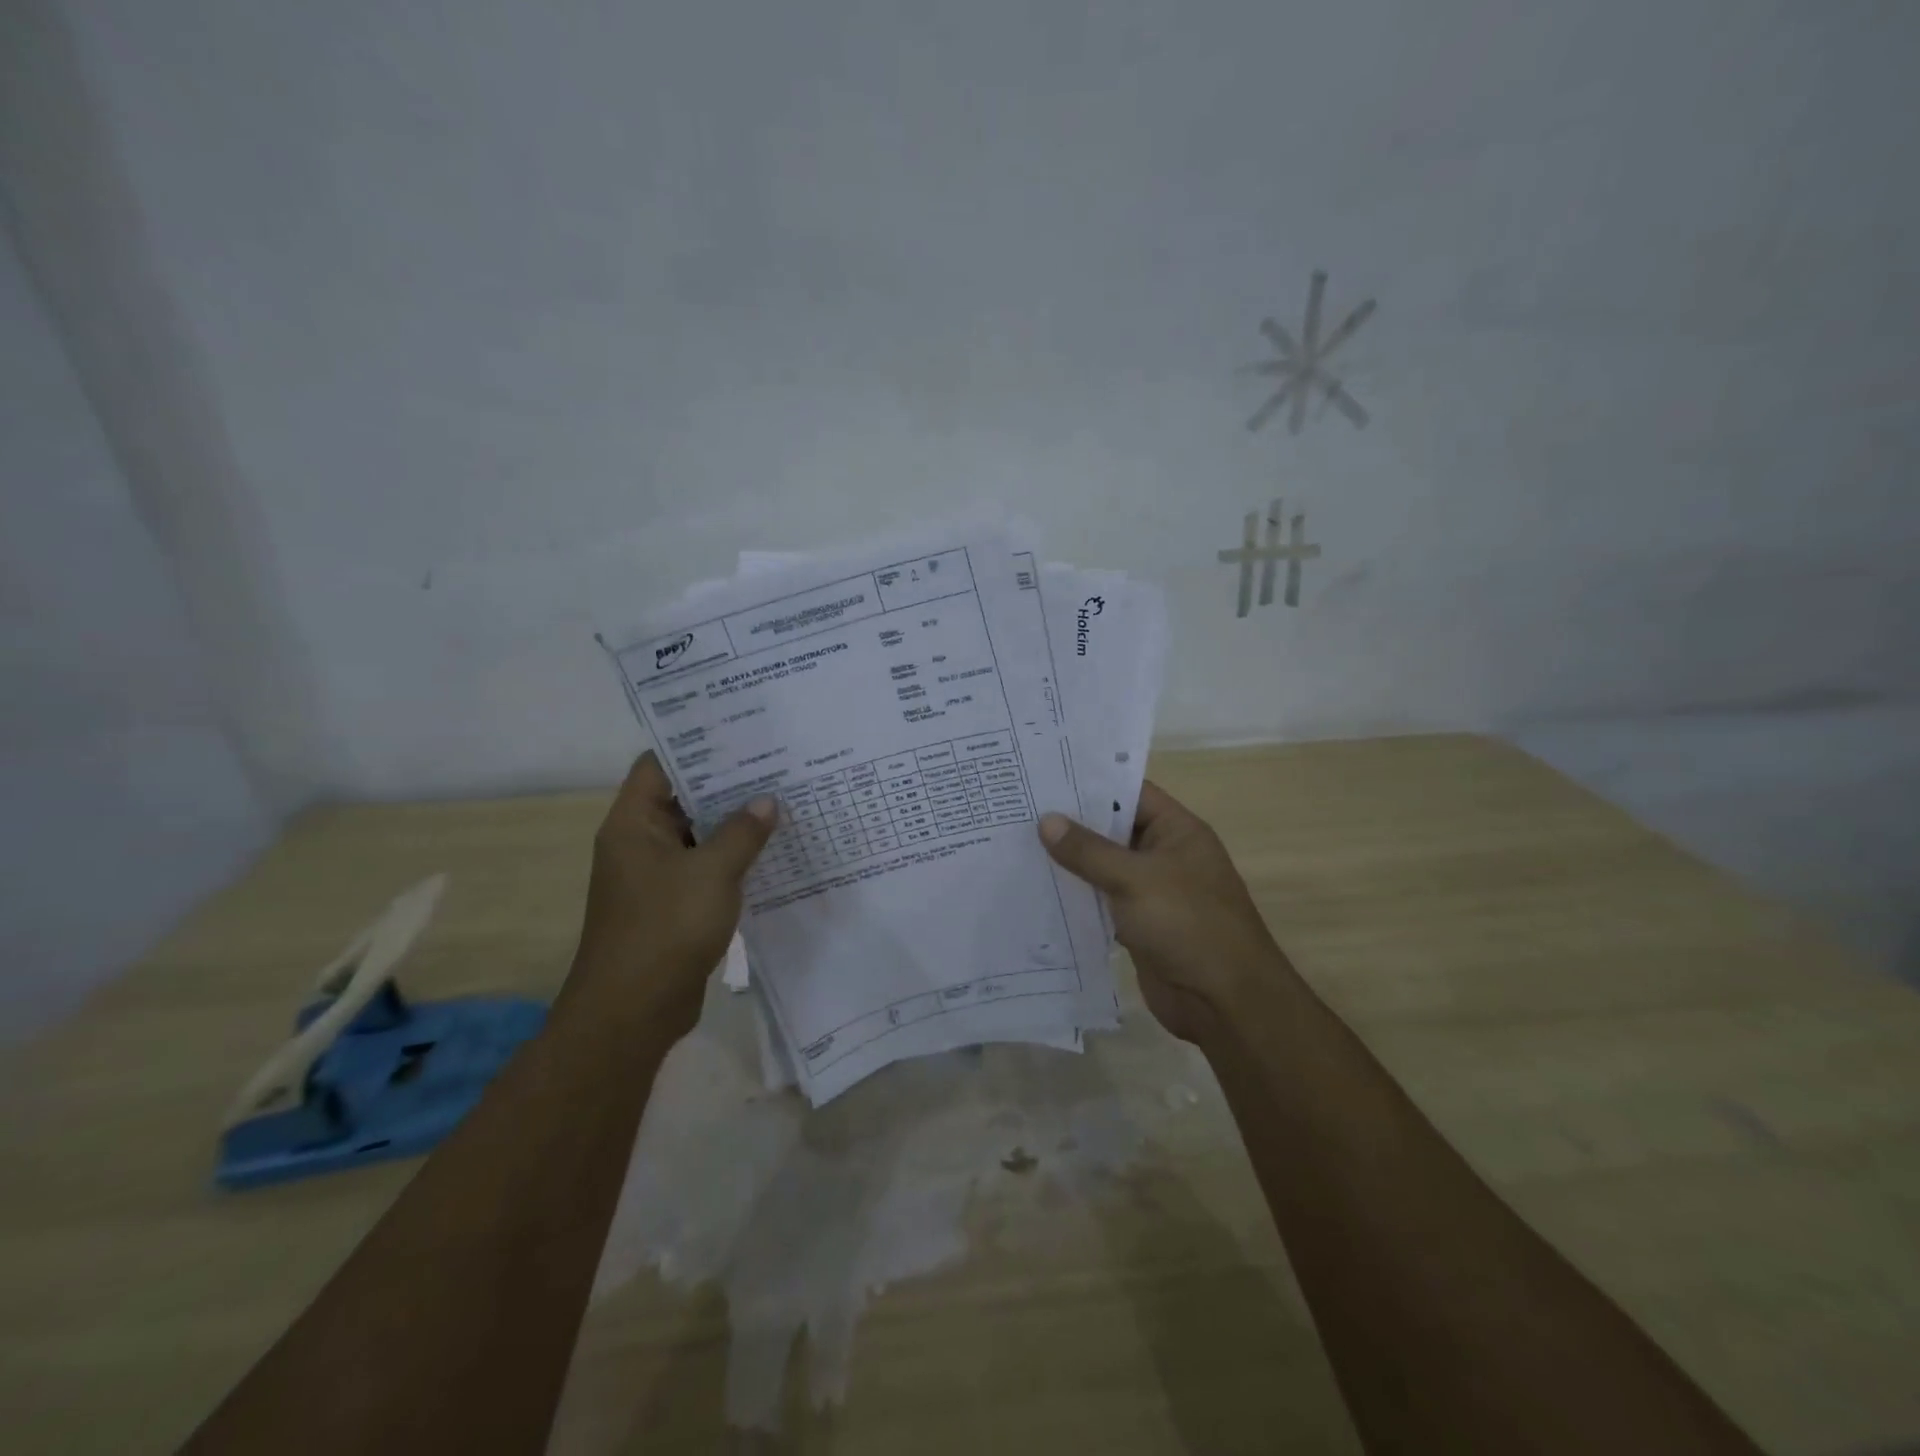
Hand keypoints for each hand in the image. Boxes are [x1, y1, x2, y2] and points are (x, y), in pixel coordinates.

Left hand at [567, 752, 775, 1041]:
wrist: (633, 1011)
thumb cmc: (666, 928)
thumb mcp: (712, 872)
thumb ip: (742, 832)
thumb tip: (766, 801)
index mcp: (633, 824)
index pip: (659, 765)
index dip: (696, 746)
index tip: (740, 733)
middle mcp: (639, 843)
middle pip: (682, 798)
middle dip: (726, 784)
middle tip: (775, 764)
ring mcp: (654, 876)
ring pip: (697, 836)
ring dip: (733, 824)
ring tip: (781, 801)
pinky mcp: (671, 905)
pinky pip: (704, 868)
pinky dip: (731, 858)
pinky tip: (770, 851)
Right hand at [1038, 782, 1288, 1044]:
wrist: (1224, 1002)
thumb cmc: (1187, 924)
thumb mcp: (1135, 879)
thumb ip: (1089, 850)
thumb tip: (1046, 821)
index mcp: (1176, 831)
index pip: (1129, 792)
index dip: (1090, 782)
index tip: (1045, 775)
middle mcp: (1164, 855)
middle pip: (1112, 829)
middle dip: (1071, 822)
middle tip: (1019, 808)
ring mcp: (1151, 892)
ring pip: (1103, 867)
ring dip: (1069, 861)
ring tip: (1016, 843)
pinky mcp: (1138, 925)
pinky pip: (1101, 901)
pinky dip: (1075, 896)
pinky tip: (1036, 888)